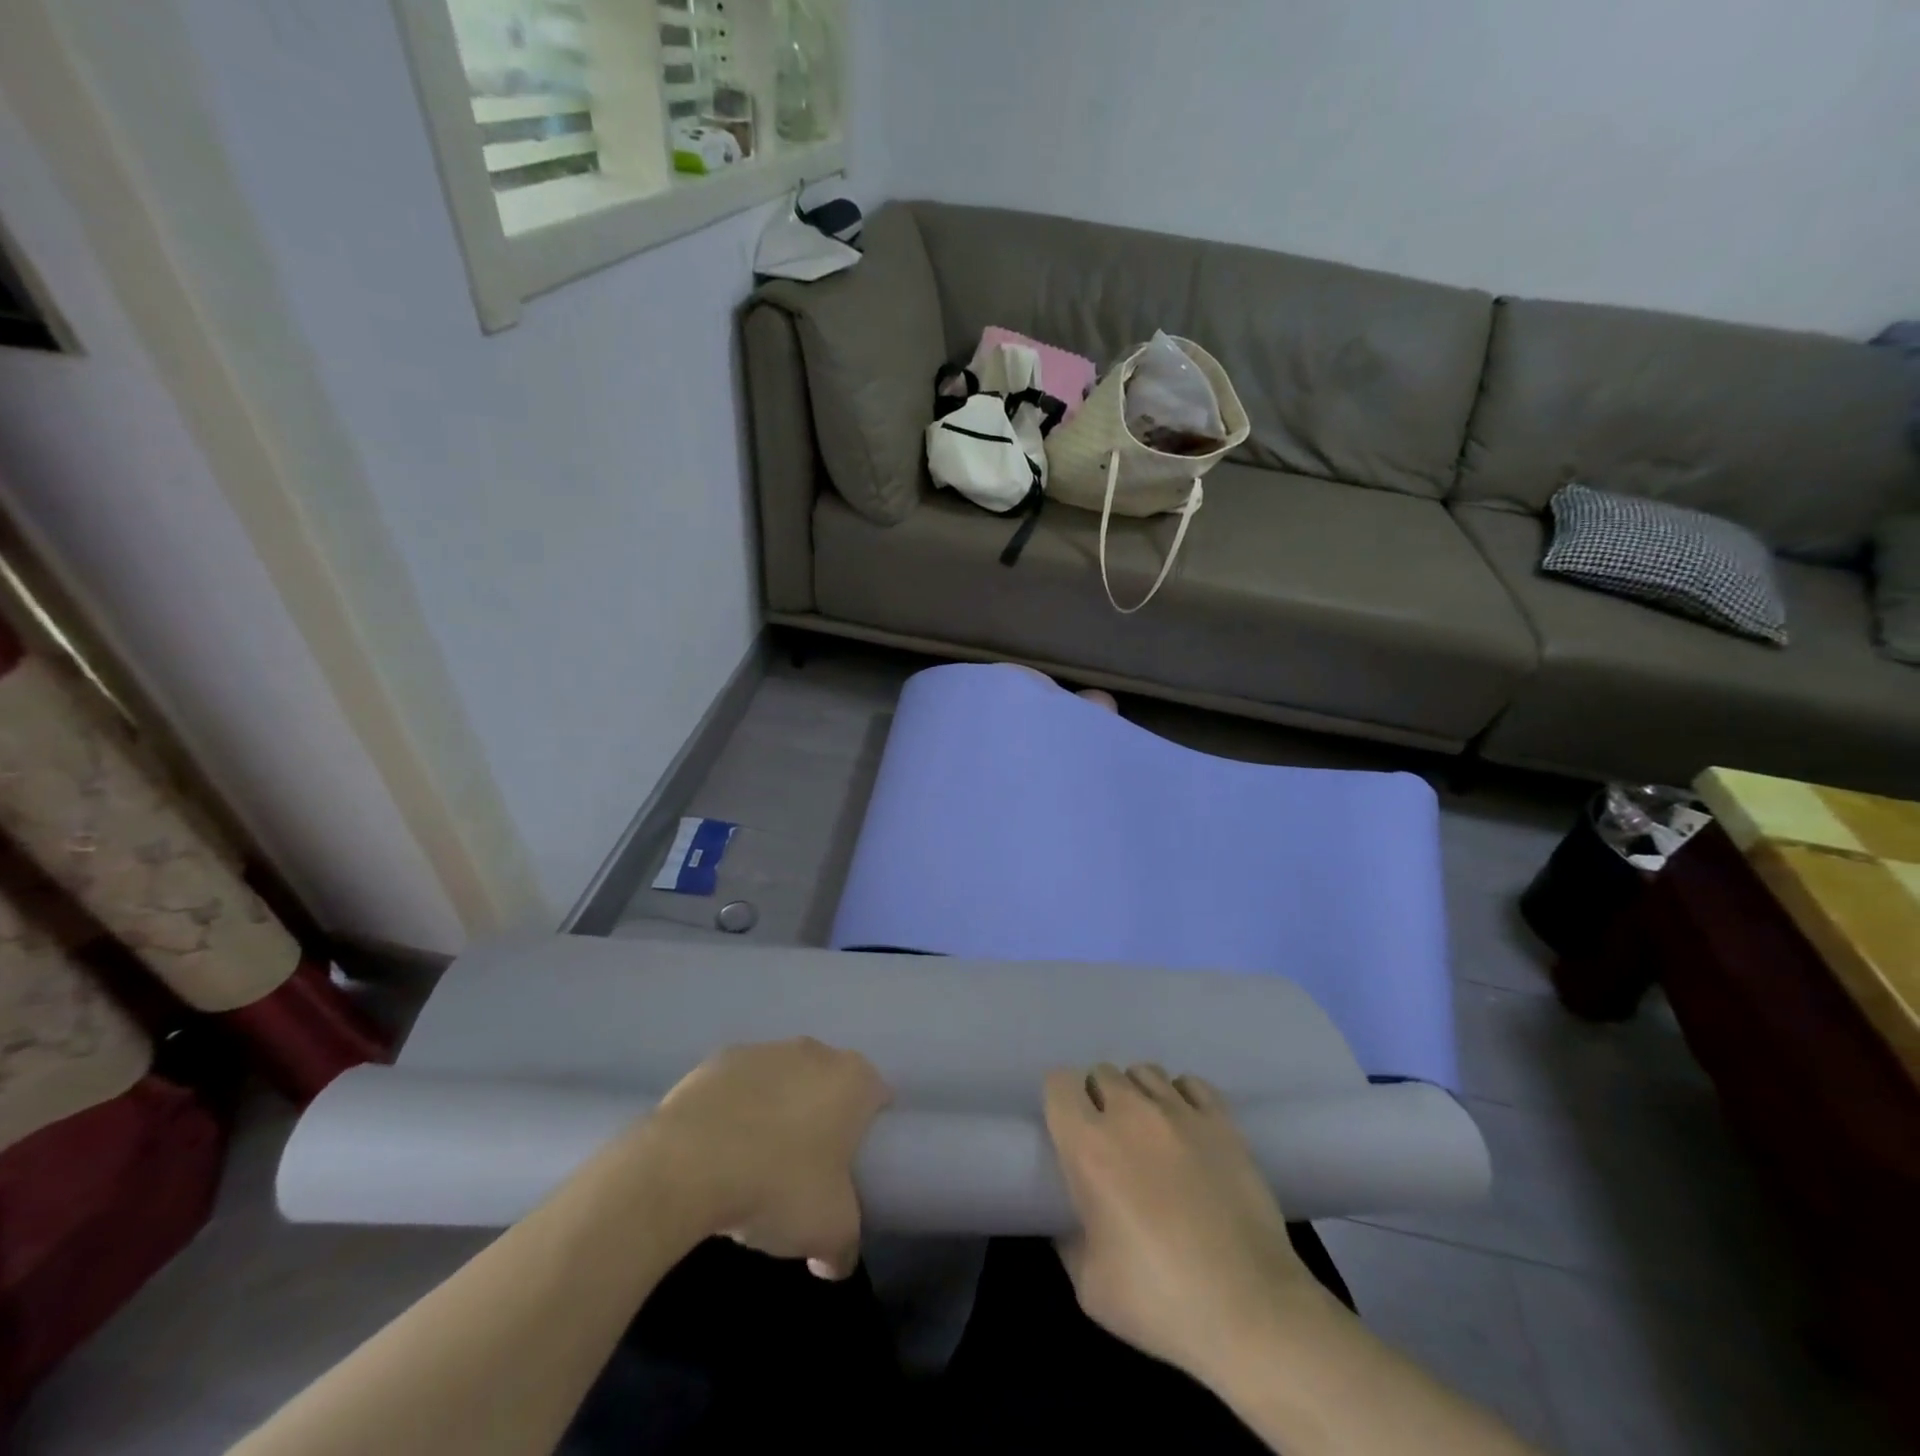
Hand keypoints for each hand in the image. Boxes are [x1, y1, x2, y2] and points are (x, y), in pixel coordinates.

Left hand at [640, 1038, 890, 1278]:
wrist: (687, 1163)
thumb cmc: (778, 1185)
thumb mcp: (828, 1231)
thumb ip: (845, 1247)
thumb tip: (836, 1261)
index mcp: (853, 1078)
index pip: (877, 1097)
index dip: (869, 1133)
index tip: (852, 1169)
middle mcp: (815, 1051)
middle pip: (829, 1085)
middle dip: (822, 1120)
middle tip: (807, 1171)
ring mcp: (765, 1049)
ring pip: (784, 1081)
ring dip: (778, 1112)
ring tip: (756, 1165)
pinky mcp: (719, 1058)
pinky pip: (740, 1086)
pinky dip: (736, 1110)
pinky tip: (720, 1150)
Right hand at [1044, 1063, 1323, 1379]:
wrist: (1249, 1310)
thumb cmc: (1159, 1301)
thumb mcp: (1088, 1285)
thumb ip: (1069, 1237)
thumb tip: (1070, 1219)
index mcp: (1089, 1145)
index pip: (1059, 1083)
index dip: (1060, 1102)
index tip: (1067, 1130)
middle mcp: (1130, 1113)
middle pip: (1103, 1073)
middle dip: (1099, 1099)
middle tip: (1110, 1140)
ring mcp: (1180, 1112)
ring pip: (1145, 1072)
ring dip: (1139, 1095)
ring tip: (1149, 1132)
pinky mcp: (1221, 1121)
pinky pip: (1191, 1083)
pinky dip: (1182, 1097)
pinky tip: (1186, 1128)